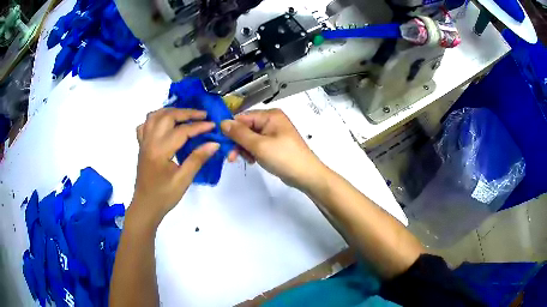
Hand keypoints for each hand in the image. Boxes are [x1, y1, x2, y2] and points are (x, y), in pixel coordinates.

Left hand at [130, 108, 218, 227]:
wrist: (146, 205)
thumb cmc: (164, 196)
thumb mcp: (183, 180)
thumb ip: (197, 159)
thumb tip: (214, 143)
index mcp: (160, 151)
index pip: (182, 131)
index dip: (199, 126)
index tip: (213, 125)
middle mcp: (149, 141)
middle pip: (167, 116)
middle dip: (186, 113)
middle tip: (202, 115)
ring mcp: (143, 142)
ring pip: (154, 116)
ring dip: (170, 111)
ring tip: (185, 114)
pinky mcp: (141, 145)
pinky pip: (145, 125)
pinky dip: (155, 119)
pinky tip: (164, 124)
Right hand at [221, 109, 327, 190]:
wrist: (306, 175)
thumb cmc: (284, 157)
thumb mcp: (259, 145)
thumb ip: (239, 133)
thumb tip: (222, 122)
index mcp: (270, 115)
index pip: (243, 117)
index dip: (231, 129)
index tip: (222, 143)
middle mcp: (272, 120)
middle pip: (246, 127)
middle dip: (238, 142)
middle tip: (231, 157)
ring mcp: (274, 133)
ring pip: (250, 137)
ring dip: (244, 149)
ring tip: (247, 160)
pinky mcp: (275, 144)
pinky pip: (258, 144)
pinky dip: (252, 152)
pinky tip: (253, 161)